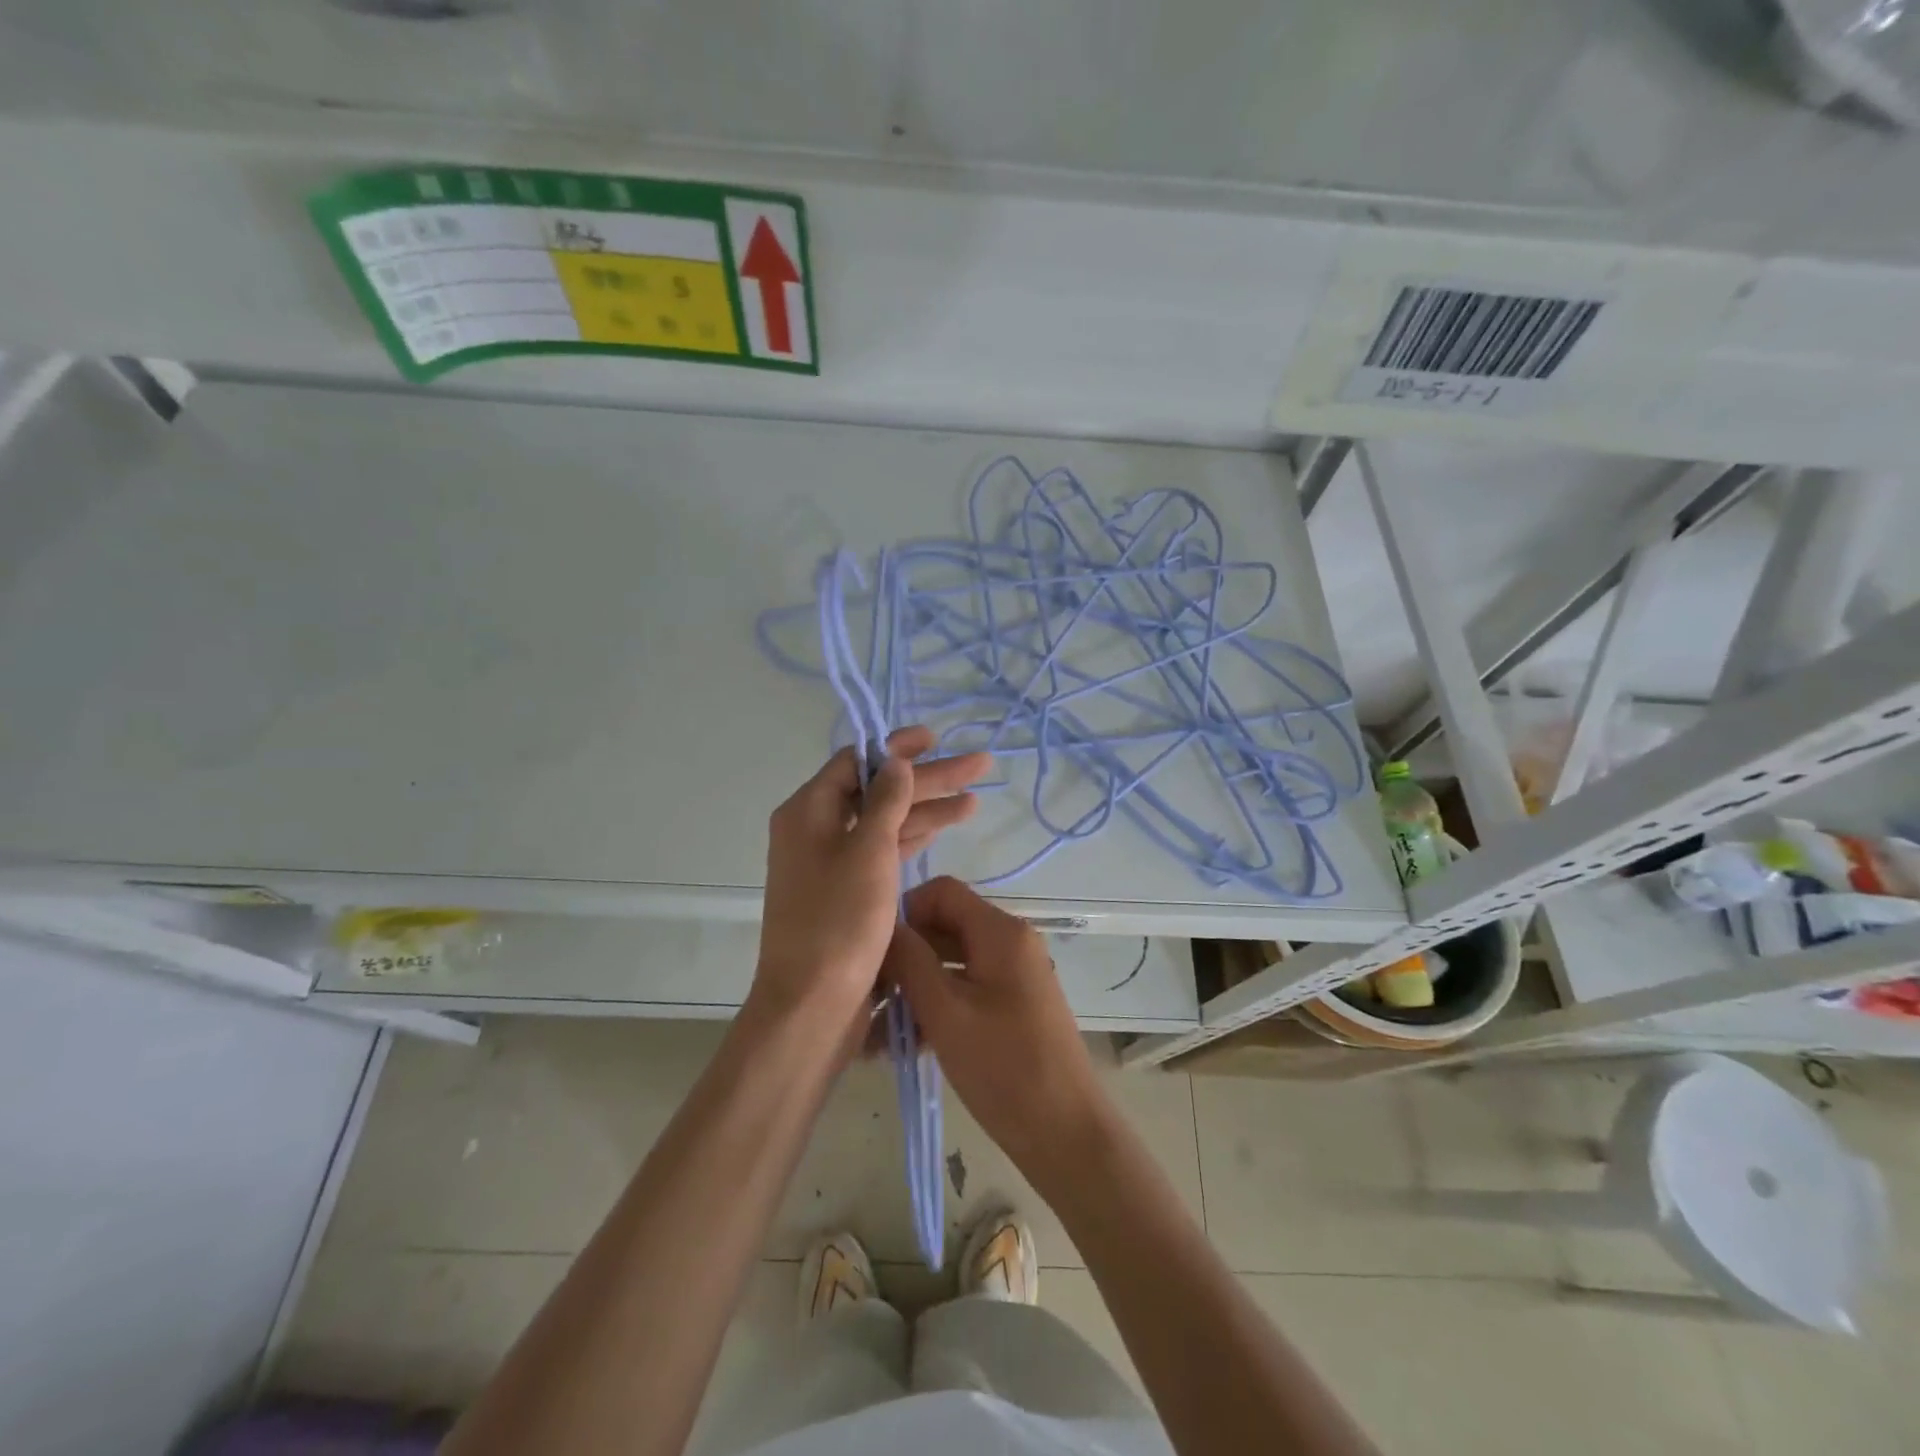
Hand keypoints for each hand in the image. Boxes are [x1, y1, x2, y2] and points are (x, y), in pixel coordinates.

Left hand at [753, 729, 991, 1033]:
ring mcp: (833, 864)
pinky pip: (884, 852)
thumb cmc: (838, 922)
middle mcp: (816, 831)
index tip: (934, 738)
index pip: (855, 761)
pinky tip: (946, 828)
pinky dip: (914, 840)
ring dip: (928, 810)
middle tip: (978, 765)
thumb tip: (895, 761)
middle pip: (877, 791)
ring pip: (885, 823)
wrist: (812, 1006)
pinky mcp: (849, 893)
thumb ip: (885, 801)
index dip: (896, 747)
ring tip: (975, 798)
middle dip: (928, 779)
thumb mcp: (867, 852)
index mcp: (808, 812)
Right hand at [885, 877, 1110, 1178]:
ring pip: (951, 963)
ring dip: (913, 989)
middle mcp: (1010, 942)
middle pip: (945, 927)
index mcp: (1001, 932)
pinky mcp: (1011, 1006)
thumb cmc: (1004, 1067)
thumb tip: (885, 928)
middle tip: (866, 996)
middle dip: (904, 957)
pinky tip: (900, 1046)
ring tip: (873, 1033)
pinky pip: (965, 990)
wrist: (1065, 1134)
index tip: (874, 948)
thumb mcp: (946, 1012)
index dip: (905, 910)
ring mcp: (1013, 975)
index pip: (943, 891)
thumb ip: (911, 962)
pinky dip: (935, 1008)